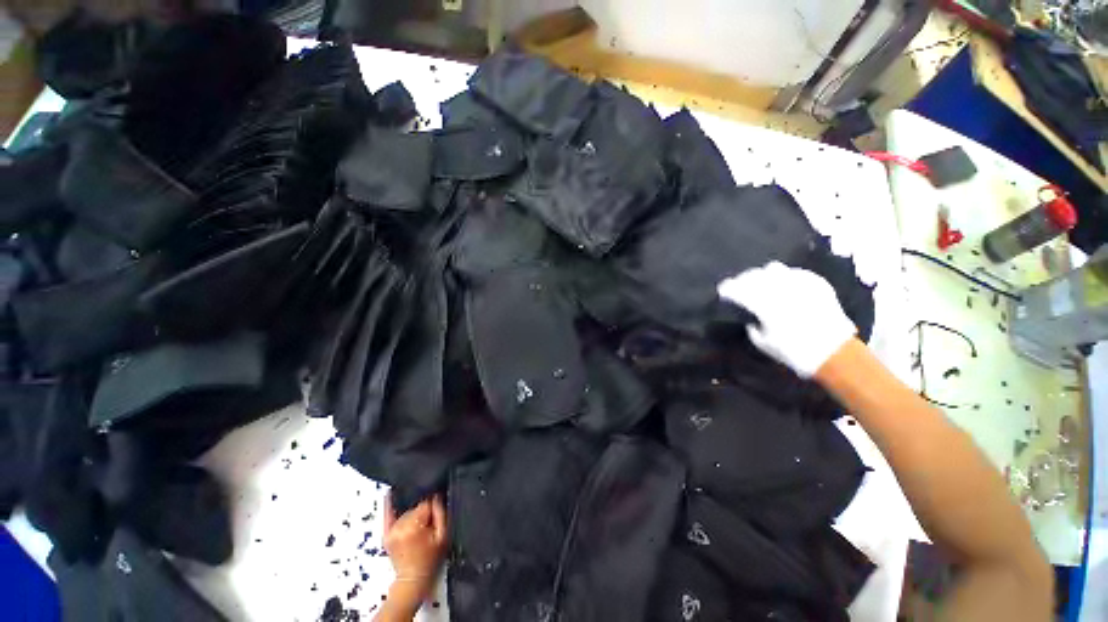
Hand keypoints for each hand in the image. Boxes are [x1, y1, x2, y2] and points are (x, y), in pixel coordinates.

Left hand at [383, 493, 447, 589]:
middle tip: (429, 525)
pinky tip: (391, 493)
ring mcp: (390, 530)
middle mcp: (399, 525)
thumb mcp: (443, 536)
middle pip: (416, 507)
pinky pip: (387, 514)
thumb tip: (437, 496)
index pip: (426, 503)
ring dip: (413, 514)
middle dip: (423, 512)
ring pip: (407, 511)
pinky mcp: (385, 534)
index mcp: (414, 525)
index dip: (434, 507)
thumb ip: (441, 513)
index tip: (437, 515)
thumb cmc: (430, 558)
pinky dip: (389, 505)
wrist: (413, 580)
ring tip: (419, 526)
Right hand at [717, 261, 855, 376]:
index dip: (728, 288)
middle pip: (754, 275)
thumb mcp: (763, 343)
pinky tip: (784, 283)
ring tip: (761, 282)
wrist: (835, 353)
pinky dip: (784, 276)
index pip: (739, 289)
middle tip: (739, 286)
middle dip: (743, 280)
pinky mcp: (816, 283)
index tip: (722, 290)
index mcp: (764, 305)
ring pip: (773, 268)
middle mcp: (780, 290)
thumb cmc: (794, 352)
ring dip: (762, 275)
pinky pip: (795, 272)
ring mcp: (800, 284)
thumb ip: (752, 325)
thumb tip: (751, 317)